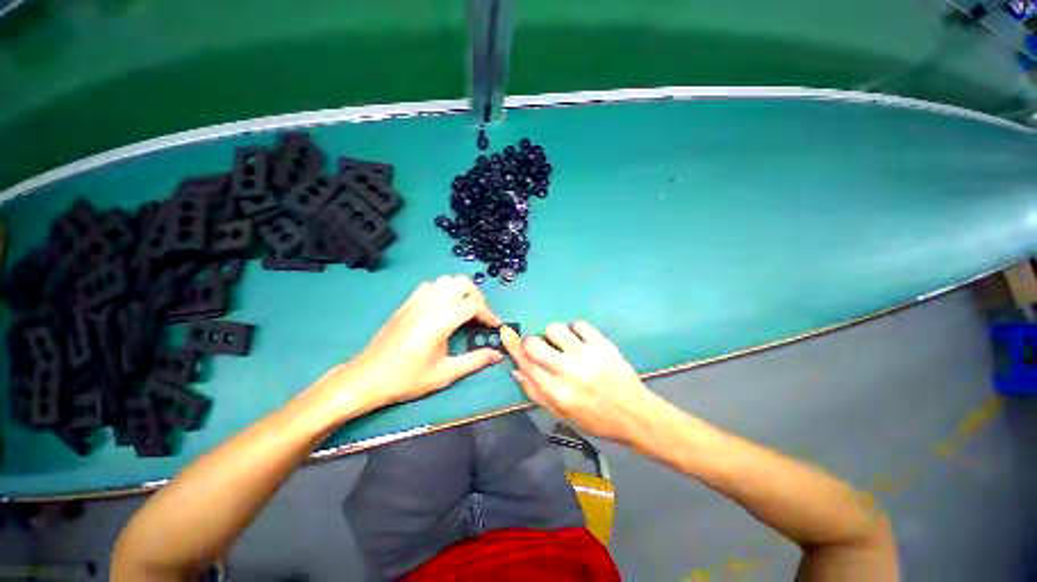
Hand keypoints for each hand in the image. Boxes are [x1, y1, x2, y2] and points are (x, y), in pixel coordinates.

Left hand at [316, 276, 503, 415]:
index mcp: (441, 320)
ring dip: (461, 291)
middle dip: (478, 298)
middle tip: (480, 318)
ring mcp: (417, 300)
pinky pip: (431, 286)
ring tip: (465, 311)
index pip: (474, 305)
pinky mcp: (407, 303)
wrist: (367, 378)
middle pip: (463, 284)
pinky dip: (444, 290)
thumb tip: (498, 354)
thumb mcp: (445, 373)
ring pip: (447, 280)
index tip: (496, 327)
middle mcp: (430, 304)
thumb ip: (475, 360)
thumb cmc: (407, 378)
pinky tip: (443, 308)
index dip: (490, 315)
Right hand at [501, 321, 666, 446]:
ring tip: (564, 345)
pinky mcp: (603, 344)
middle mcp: (569, 371)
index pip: (526, 364)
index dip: (512, 346)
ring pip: (555, 329)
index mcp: (557, 393)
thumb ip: (535, 392)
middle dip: (531, 342)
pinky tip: (580, 341)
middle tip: (540, 347)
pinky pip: (579, 324)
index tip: (506, 332)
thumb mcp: (561, 414)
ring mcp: (587, 355)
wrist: (635, 414)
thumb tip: (516, 369)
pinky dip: (575, 330)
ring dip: (553, 335)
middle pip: (536, 343)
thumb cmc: (595, 419)